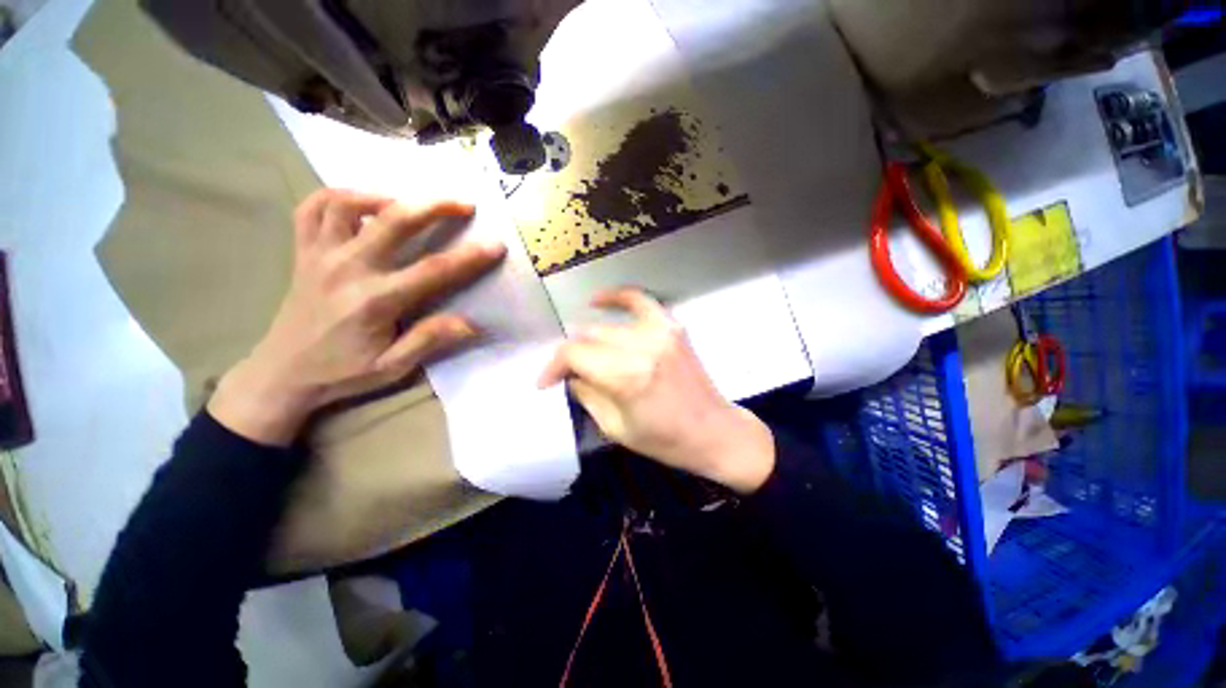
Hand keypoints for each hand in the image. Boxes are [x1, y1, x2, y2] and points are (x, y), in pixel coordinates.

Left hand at [209, 189, 505, 445]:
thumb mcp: (393, 366)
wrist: (281, 372)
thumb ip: (430, 339)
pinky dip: (338, 197)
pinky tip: (361, 205)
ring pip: (346, 202)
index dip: (470, 256)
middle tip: (463, 203)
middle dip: (434, 206)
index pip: (433, 270)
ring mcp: (320, 255)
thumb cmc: (342, 371)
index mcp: (375, 300)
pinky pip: (312, 208)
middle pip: (393, 220)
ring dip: (383, 195)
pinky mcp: (303, 252)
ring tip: (408, 203)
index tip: (496, 244)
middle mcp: (347, 268)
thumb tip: (472, 323)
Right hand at [538, 289, 774, 493]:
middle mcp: (641, 346)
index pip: (574, 354)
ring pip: (607, 324)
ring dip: (589, 338)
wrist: (714, 431)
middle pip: (589, 337)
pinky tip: (597, 300)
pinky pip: (639, 300)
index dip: (553, 366)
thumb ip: (586, 394)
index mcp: (626, 376)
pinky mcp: (672, 326)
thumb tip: (570, 374)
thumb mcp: (615, 428)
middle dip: (572, 356)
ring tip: (585, 353)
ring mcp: (660, 331)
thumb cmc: (665, 440)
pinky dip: (617, 297)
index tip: (546, 381)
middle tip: (569, 374)